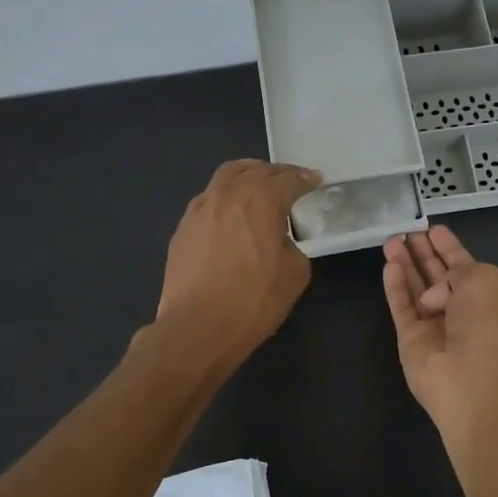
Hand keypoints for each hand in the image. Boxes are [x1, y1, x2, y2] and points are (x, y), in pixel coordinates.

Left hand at [156, 160, 321, 366]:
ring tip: (257, 189)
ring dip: (246, 178)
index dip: (305, 179)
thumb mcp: (295, 273)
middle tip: (290, 181)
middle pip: (254, 169)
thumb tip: (279, 241)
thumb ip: (293, 245)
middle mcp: (227, 194)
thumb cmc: (253, 300)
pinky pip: (208, 200)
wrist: (198, 327)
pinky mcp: (182, 229)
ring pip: (225, 178)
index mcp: (260, 199)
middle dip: (275, 172)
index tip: (315, 180)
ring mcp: (199, 209)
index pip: (288, 179)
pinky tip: (231, 216)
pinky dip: (225, 199)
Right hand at [382, 226, 497, 433]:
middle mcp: (459, 309)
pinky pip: (401, 307)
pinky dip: (395, 287)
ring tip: (390, 241)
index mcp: (484, 294)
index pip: (462, 264)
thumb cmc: (486, 323)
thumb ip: (456, 269)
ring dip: (404, 264)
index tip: (433, 228)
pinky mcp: (410, 339)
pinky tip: (389, 266)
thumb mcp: (483, 280)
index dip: (448, 246)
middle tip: (404, 232)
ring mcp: (433, 325)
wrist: (472, 377)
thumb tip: (432, 293)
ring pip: (415, 289)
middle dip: (422, 253)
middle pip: (435, 275)